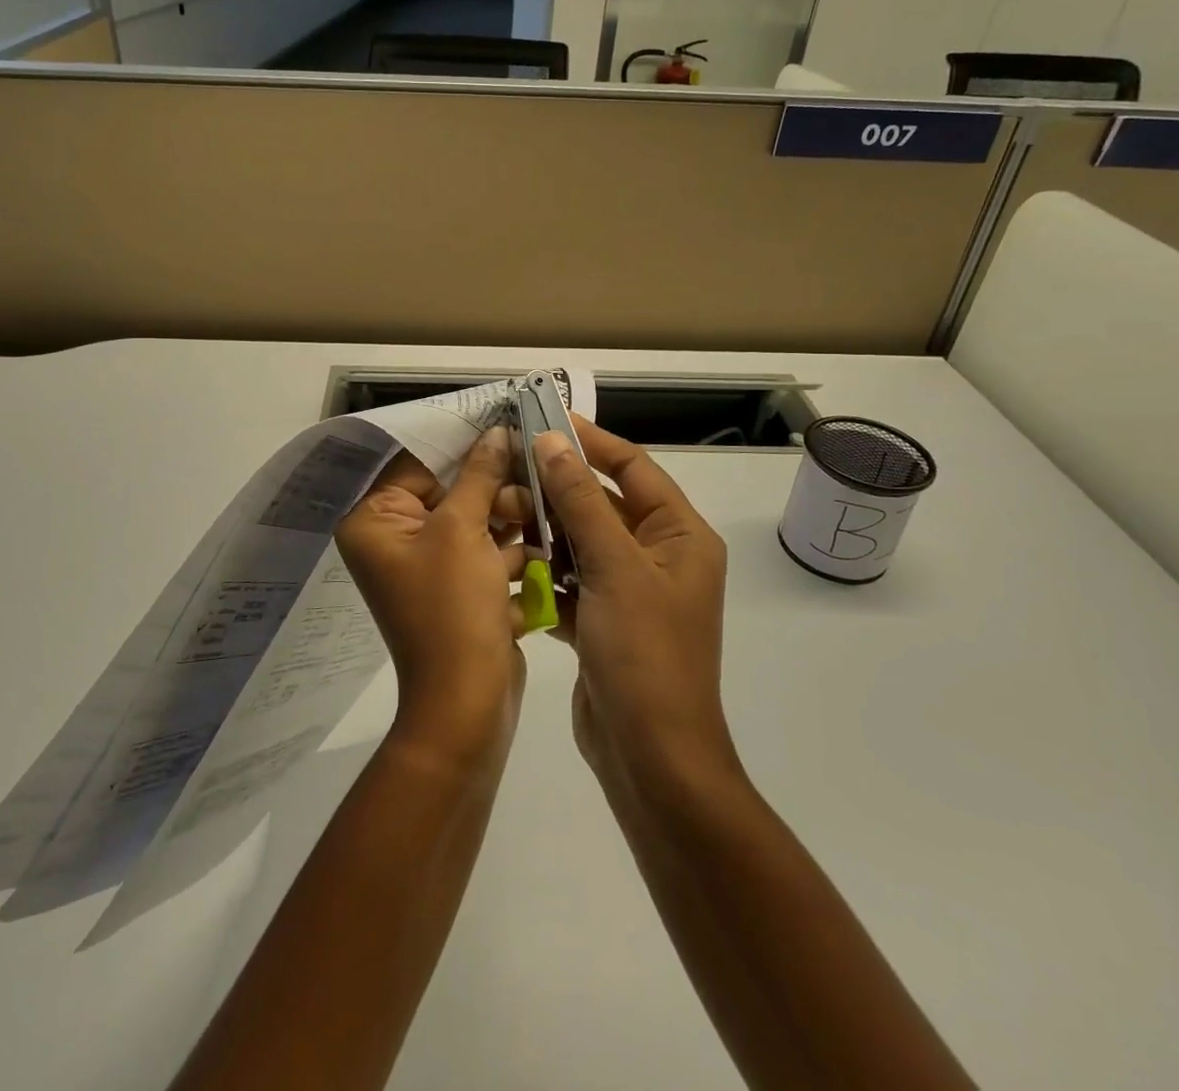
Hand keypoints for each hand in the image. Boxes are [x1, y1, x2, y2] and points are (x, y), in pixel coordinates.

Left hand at [335, 428, 532, 755]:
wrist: (467, 704)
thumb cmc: (452, 608)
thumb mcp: (464, 530)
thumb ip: (480, 474)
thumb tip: (495, 431)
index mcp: (374, 523)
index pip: (417, 465)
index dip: (464, 448)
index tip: (506, 428)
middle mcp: (394, 541)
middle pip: (450, 492)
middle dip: (495, 490)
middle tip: (533, 486)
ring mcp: (427, 567)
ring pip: (474, 522)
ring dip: (510, 520)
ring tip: (543, 516)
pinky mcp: (457, 590)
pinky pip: (484, 554)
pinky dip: (512, 551)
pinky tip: (545, 546)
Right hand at [533, 418, 734, 792]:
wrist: (651, 759)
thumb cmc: (645, 654)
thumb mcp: (614, 567)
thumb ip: (581, 501)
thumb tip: (552, 441)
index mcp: (679, 536)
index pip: (633, 468)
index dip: (591, 441)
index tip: (545, 420)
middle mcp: (658, 557)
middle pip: (602, 504)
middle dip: (556, 489)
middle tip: (507, 472)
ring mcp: (630, 591)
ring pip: (580, 542)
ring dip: (543, 530)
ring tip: (500, 516)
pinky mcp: (603, 620)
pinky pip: (570, 579)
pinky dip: (543, 571)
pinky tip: (509, 563)